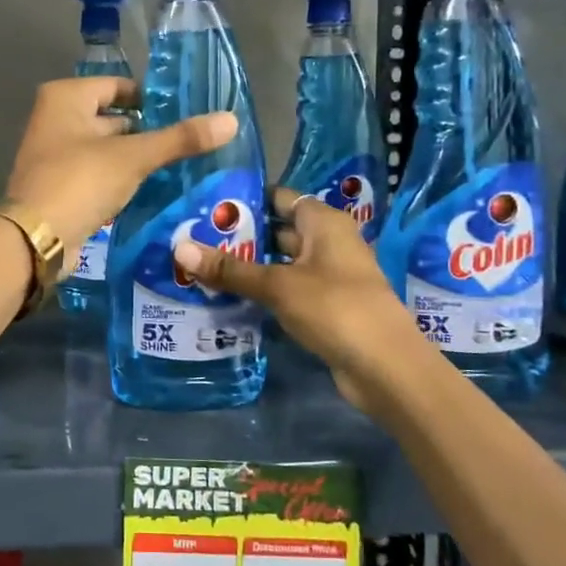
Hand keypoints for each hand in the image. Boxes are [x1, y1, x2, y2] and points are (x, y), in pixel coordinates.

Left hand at [5, 76, 237, 273]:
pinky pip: (96, 174)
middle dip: (146, 130)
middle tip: (186, 141)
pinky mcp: (58, 186)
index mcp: (66, 97)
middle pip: (111, 117)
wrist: (35, 239)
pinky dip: (118, 178)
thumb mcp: (133, 157)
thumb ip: (180, 139)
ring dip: (134, 157)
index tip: (186, 112)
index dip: (151, 97)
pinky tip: (149, 188)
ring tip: (177, 165)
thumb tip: (232, 120)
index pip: (118, 86)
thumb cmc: (80, 181)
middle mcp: (54, 119)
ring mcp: (53, 154)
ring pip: (105, 148)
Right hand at [172, 187, 418, 409]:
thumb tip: (179, 248)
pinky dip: (264, 291)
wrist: (386, 367)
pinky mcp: (326, 307)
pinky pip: (288, 290)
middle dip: (242, 236)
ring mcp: (329, 277)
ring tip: (203, 266)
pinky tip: (230, 297)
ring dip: (250, 266)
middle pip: (279, 230)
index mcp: (325, 223)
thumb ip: (230, 269)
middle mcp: (329, 243)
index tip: (208, 204)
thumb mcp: (277, 286)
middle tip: (195, 237)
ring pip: (281, 263)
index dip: (248, 198)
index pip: (281, 198)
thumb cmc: (335, 308)